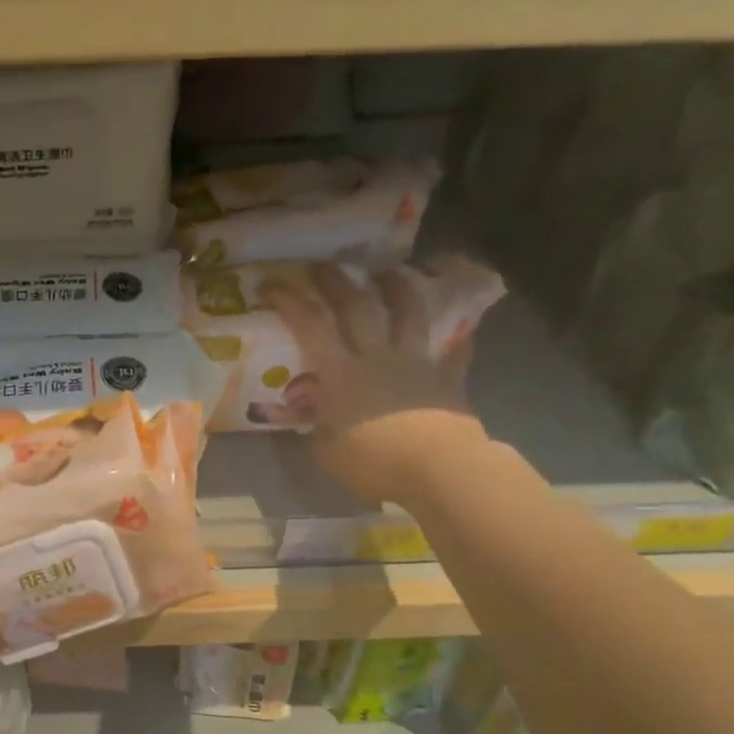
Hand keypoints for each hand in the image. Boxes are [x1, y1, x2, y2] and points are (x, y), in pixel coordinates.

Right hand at [264, 263, 488, 504]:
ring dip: (397, 288)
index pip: (309, 325)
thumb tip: (319, 412)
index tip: (270, 285)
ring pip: (408, 314)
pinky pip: (455, 353)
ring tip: (389, 271)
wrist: (437, 469)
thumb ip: (321, 423)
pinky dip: (458, 340)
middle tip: (323, 265)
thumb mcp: (327, 448)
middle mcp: (376, 356)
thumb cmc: (372, 462)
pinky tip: (463, 331)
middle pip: (356, 306)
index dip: (288, 301)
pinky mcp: (446, 379)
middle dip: (336, 281)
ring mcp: (415, 363)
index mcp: (340, 373)